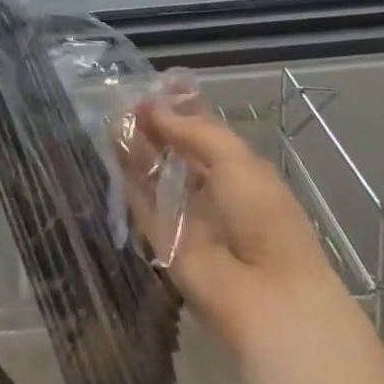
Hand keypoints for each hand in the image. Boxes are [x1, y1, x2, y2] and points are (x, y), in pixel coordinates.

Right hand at [120, 99, 344, 358]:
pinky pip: (143, 206)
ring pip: (156, 176)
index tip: (155, 85)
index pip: (203, 131)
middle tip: (127, 103)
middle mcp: (212, 191)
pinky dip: (129, 179)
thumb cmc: (264, 215)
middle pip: (176, 152)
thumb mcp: (234, 158)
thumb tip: (153, 108)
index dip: (181, 107)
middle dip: (155, 127)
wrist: (268, 297)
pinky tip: (114, 150)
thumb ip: (191, 130)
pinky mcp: (164, 244)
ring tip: (114, 120)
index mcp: (238, 169)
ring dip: (138, 149)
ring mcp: (187, 218)